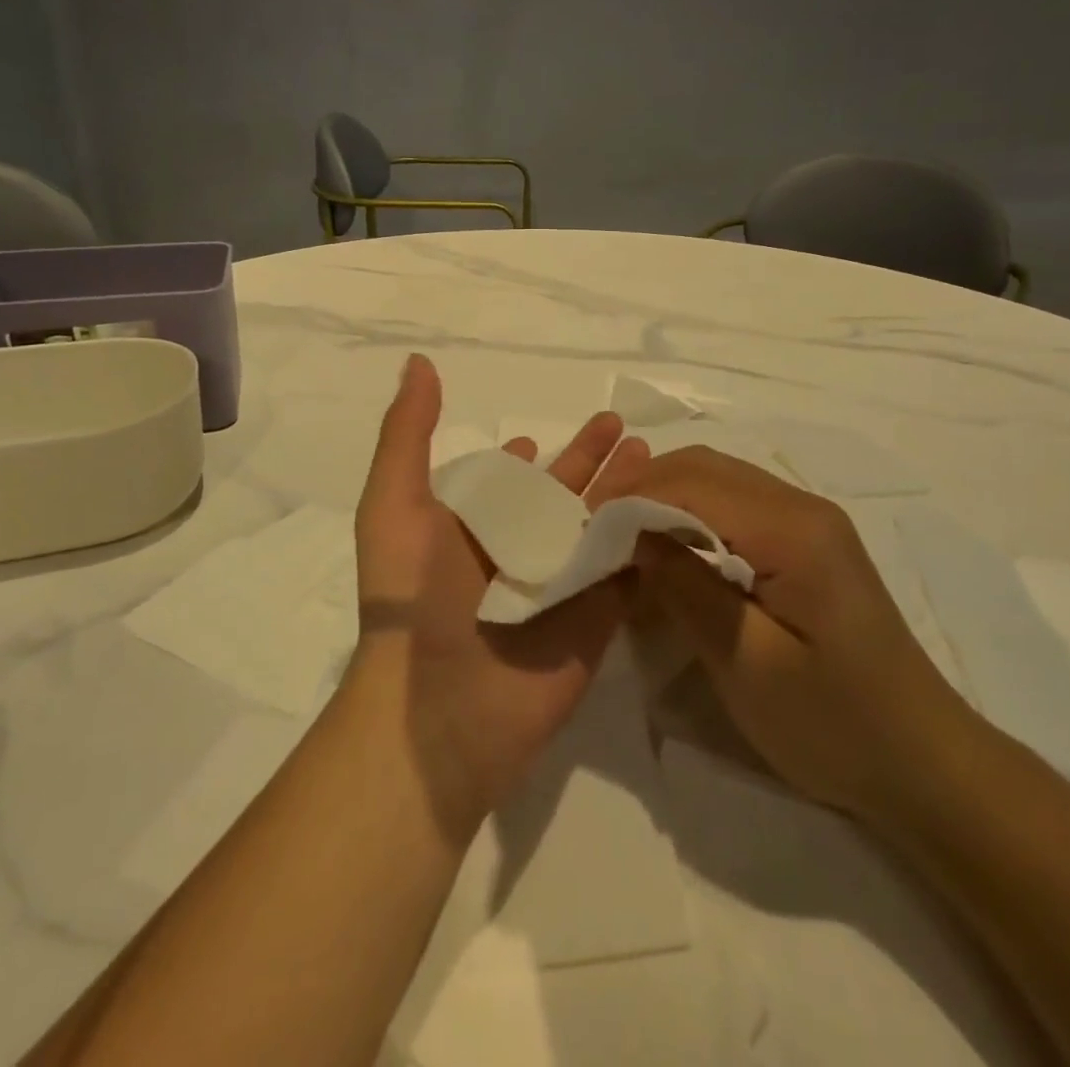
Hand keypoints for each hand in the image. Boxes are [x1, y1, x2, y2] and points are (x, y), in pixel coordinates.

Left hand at [349, 355, 650, 836]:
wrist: (441, 708)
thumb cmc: (413, 597)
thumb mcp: (394, 502)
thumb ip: (408, 433)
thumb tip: (419, 362)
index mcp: (473, 527)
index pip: (506, 483)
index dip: (524, 458)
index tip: (538, 435)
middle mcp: (519, 552)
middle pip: (564, 496)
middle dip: (590, 462)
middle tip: (623, 429)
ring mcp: (562, 586)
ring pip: (601, 526)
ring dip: (626, 491)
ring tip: (653, 456)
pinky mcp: (599, 619)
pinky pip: (630, 571)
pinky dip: (650, 540)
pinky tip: (675, 506)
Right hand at [613, 445, 971, 819]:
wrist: (925, 765)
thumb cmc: (834, 724)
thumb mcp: (746, 663)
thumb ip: (685, 587)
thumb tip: (629, 533)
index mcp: (793, 529)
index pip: (691, 483)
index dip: (630, 499)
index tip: (583, 533)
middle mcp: (802, 506)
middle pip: (703, 466)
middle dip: (641, 490)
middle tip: (597, 534)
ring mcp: (809, 520)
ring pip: (717, 479)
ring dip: (664, 499)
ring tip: (624, 541)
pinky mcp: (808, 542)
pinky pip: (735, 505)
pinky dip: (691, 515)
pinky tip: (671, 552)